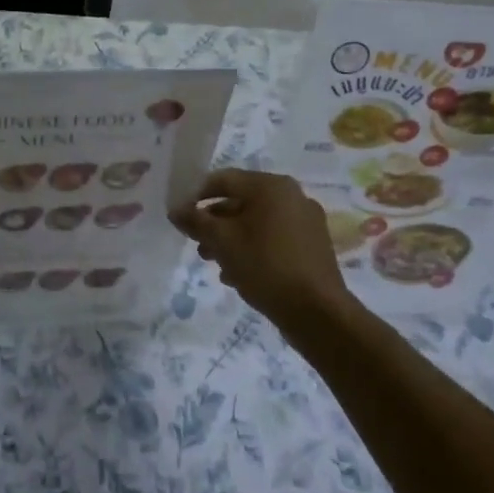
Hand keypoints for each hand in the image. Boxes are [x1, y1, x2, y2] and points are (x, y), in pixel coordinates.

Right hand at [172, 169, 351, 341]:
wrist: (317, 313)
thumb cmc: (265, 266)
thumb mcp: (221, 242)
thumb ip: (195, 221)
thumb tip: (175, 210)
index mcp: (271, 186)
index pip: (223, 179)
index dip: (196, 194)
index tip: (180, 216)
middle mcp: (292, 196)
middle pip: (241, 201)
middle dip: (214, 222)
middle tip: (197, 243)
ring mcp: (306, 222)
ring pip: (257, 223)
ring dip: (231, 239)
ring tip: (214, 263)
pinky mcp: (312, 246)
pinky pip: (274, 239)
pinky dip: (253, 250)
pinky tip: (238, 274)